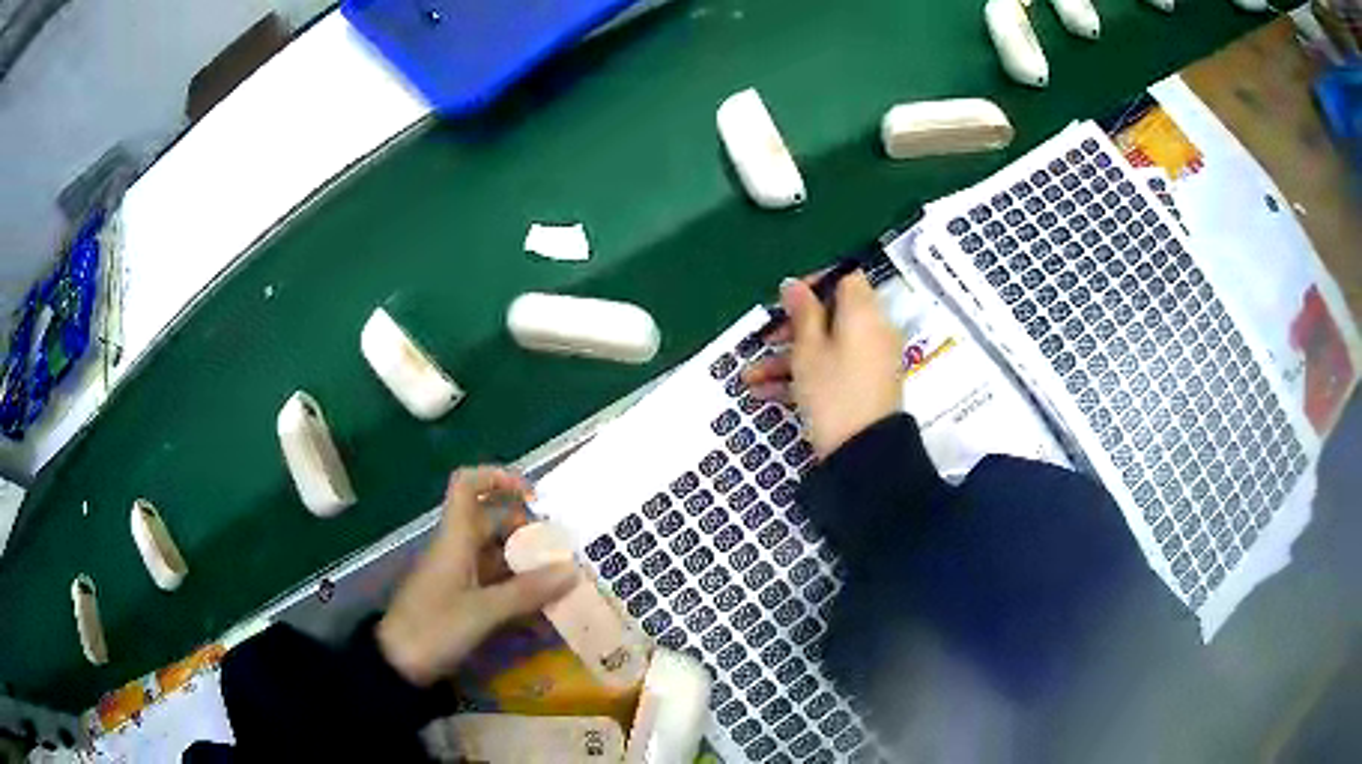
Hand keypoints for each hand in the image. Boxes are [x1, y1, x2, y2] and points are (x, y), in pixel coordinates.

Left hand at [376, 467, 576, 687]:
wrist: (397, 665)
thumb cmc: (434, 628)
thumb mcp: (483, 611)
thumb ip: (527, 592)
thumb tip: (572, 570)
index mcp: (455, 539)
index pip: (467, 486)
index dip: (497, 478)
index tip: (533, 495)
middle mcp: (457, 550)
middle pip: (492, 522)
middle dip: (528, 531)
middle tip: (564, 550)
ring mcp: (459, 577)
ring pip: (497, 557)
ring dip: (528, 566)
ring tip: (564, 582)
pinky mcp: (461, 602)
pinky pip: (495, 586)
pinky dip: (518, 593)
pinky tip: (544, 614)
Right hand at [742, 274, 903, 457]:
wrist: (863, 454)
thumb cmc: (833, 393)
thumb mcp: (808, 350)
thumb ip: (801, 312)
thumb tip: (794, 284)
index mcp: (864, 313)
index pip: (845, 277)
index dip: (814, 282)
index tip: (787, 300)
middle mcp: (873, 332)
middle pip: (832, 315)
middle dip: (792, 328)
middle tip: (766, 339)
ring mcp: (870, 362)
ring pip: (826, 346)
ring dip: (787, 359)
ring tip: (750, 378)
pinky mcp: (864, 387)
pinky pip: (833, 369)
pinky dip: (803, 376)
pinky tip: (765, 393)